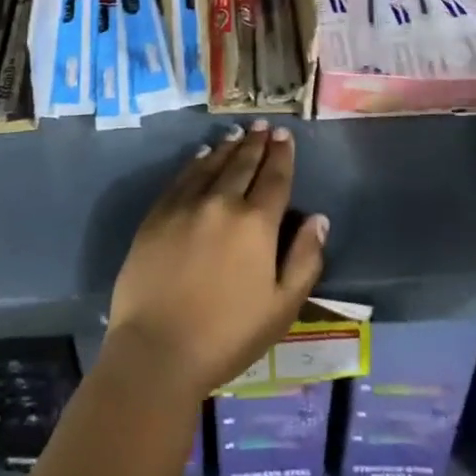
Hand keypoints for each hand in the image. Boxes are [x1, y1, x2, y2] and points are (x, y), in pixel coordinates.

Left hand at [107, 121, 327, 401]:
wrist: (157, 350)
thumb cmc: (227, 336)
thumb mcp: (282, 308)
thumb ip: (305, 260)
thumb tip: (318, 219)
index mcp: (257, 223)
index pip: (274, 177)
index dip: (282, 154)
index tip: (285, 135)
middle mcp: (223, 202)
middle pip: (243, 163)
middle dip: (257, 142)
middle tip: (264, 125)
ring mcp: (187, 204)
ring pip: (213, 163)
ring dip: (229, 146)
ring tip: (239, 132)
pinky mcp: (158, 213)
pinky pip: (183, 176)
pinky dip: (197, 161)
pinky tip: (203, 154)